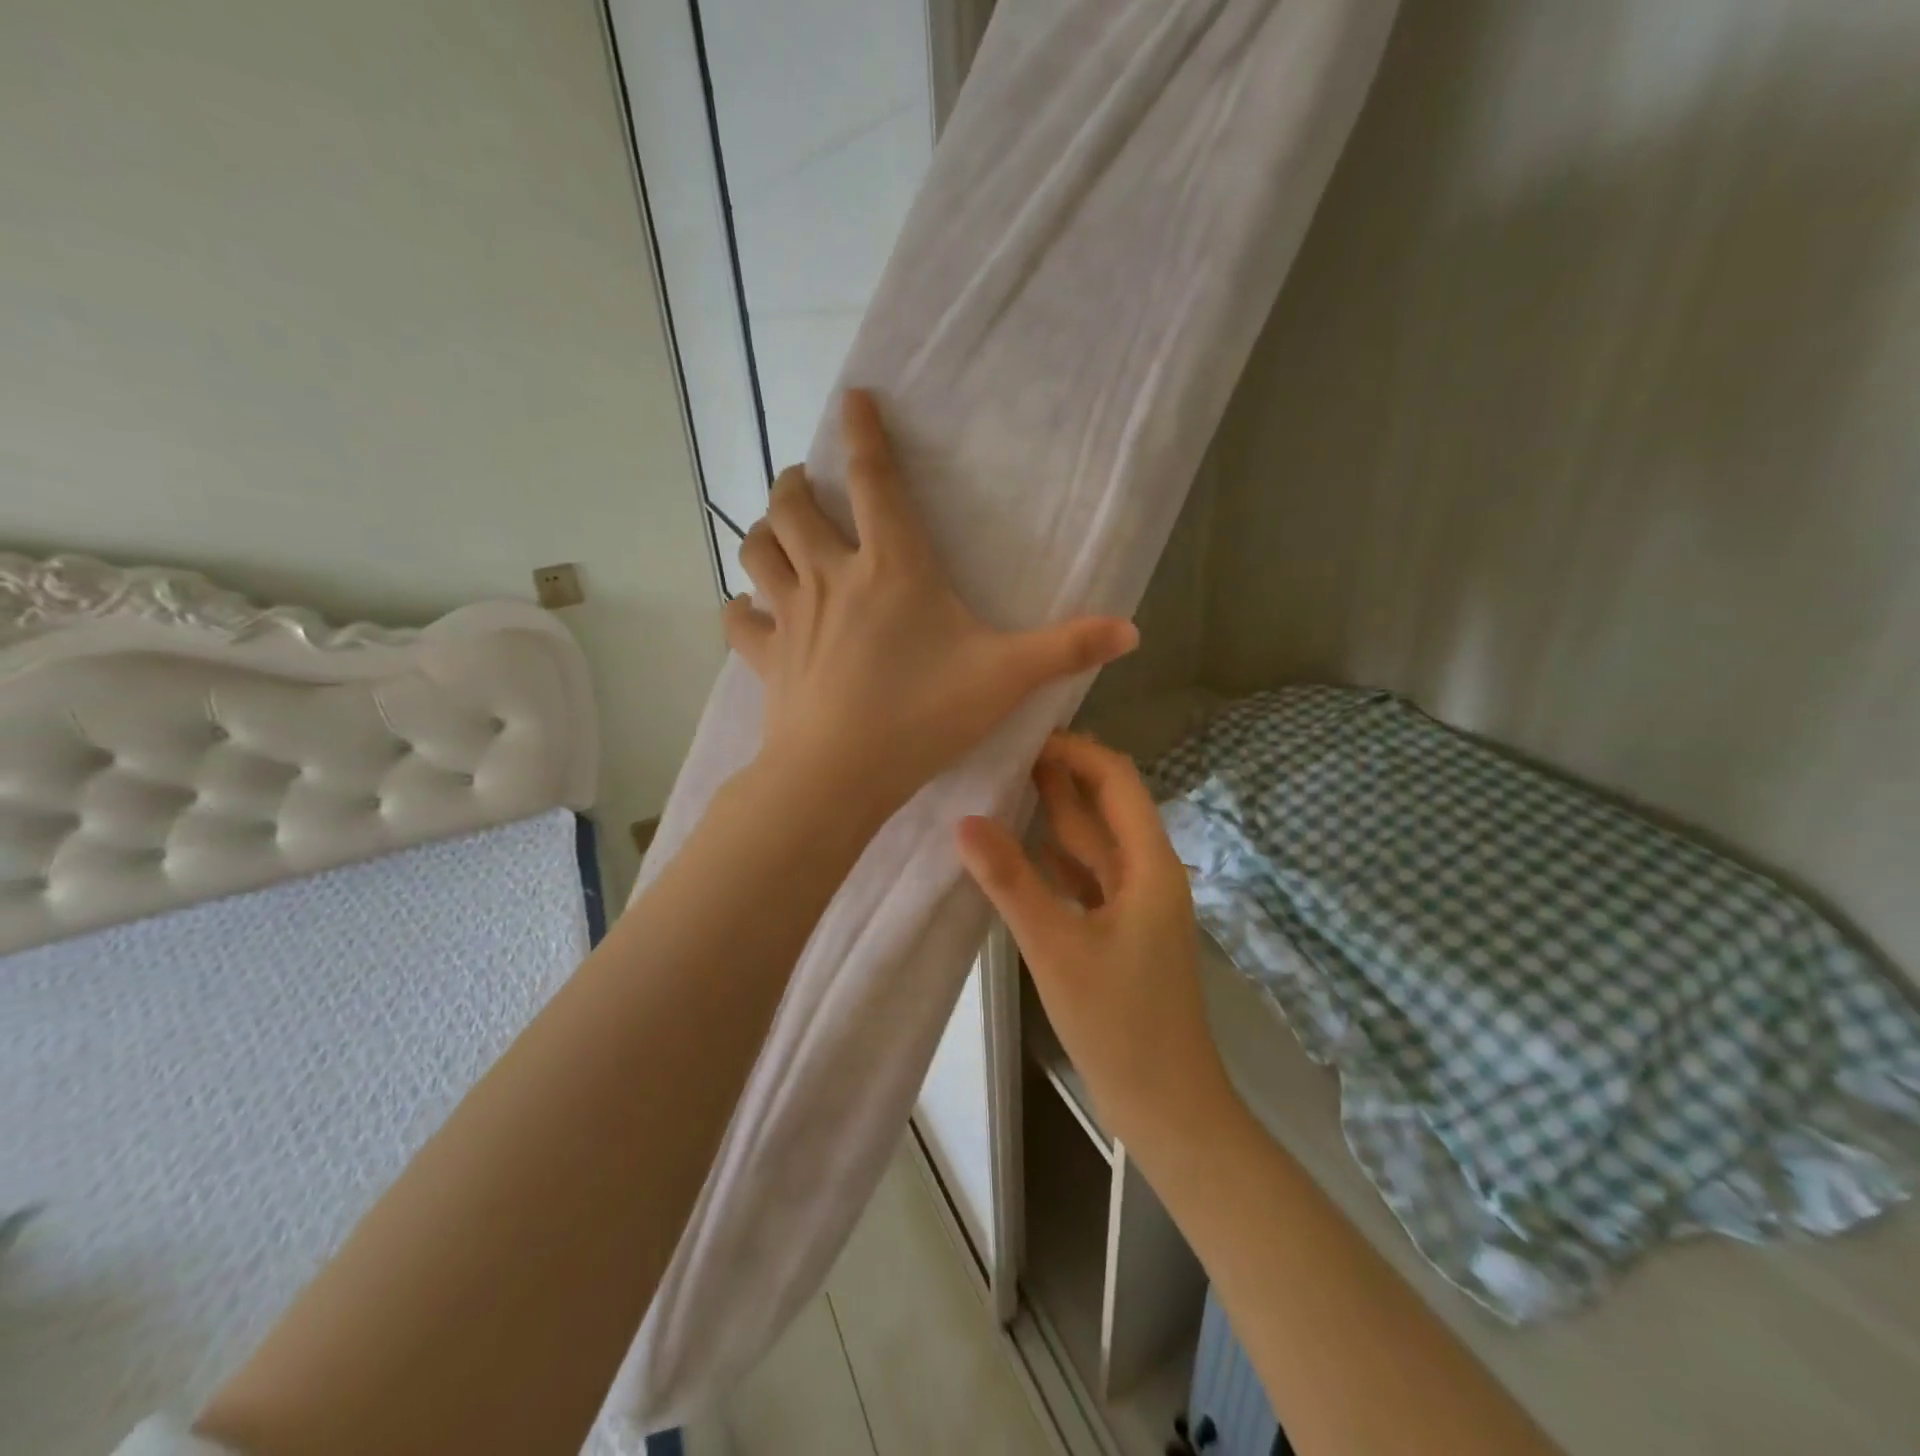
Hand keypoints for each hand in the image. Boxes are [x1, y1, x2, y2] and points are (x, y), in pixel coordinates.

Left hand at [724, 390, 1137, 816]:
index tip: (853, 398)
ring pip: (758, 550)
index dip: (865, 433)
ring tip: (777, 530)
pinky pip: (738, 620)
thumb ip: (1068, 649)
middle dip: (796, 482)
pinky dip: (741, 608)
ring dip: (763, 530)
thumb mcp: (1006, 678)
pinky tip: (750, 610)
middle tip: (807, 482)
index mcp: (892, 566)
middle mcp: (832, 576)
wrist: (840, 775)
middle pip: (794, 505)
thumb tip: (1132, 630)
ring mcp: (791, 615)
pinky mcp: (766, 657)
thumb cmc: (923, 716)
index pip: (876, 480)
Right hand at [956, 733, 1231, 1152]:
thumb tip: (963, 820)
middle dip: (1058, 776)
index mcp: (1149, 865)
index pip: (1117, 780)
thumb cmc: (1121, 1024)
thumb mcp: (1058, 948)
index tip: (1023, 737)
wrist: (1167, 1106)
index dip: (1075, 752)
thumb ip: (1011, 881)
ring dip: (1053, 815)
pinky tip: (1019, 849)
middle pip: (1103, 807)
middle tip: (999, 752)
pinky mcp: (1119, 931)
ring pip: (1091, 844)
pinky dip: (1054, 858)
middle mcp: (1146, 873)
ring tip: (1000, 785)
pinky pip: (1084, 878)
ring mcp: (1133, 904)